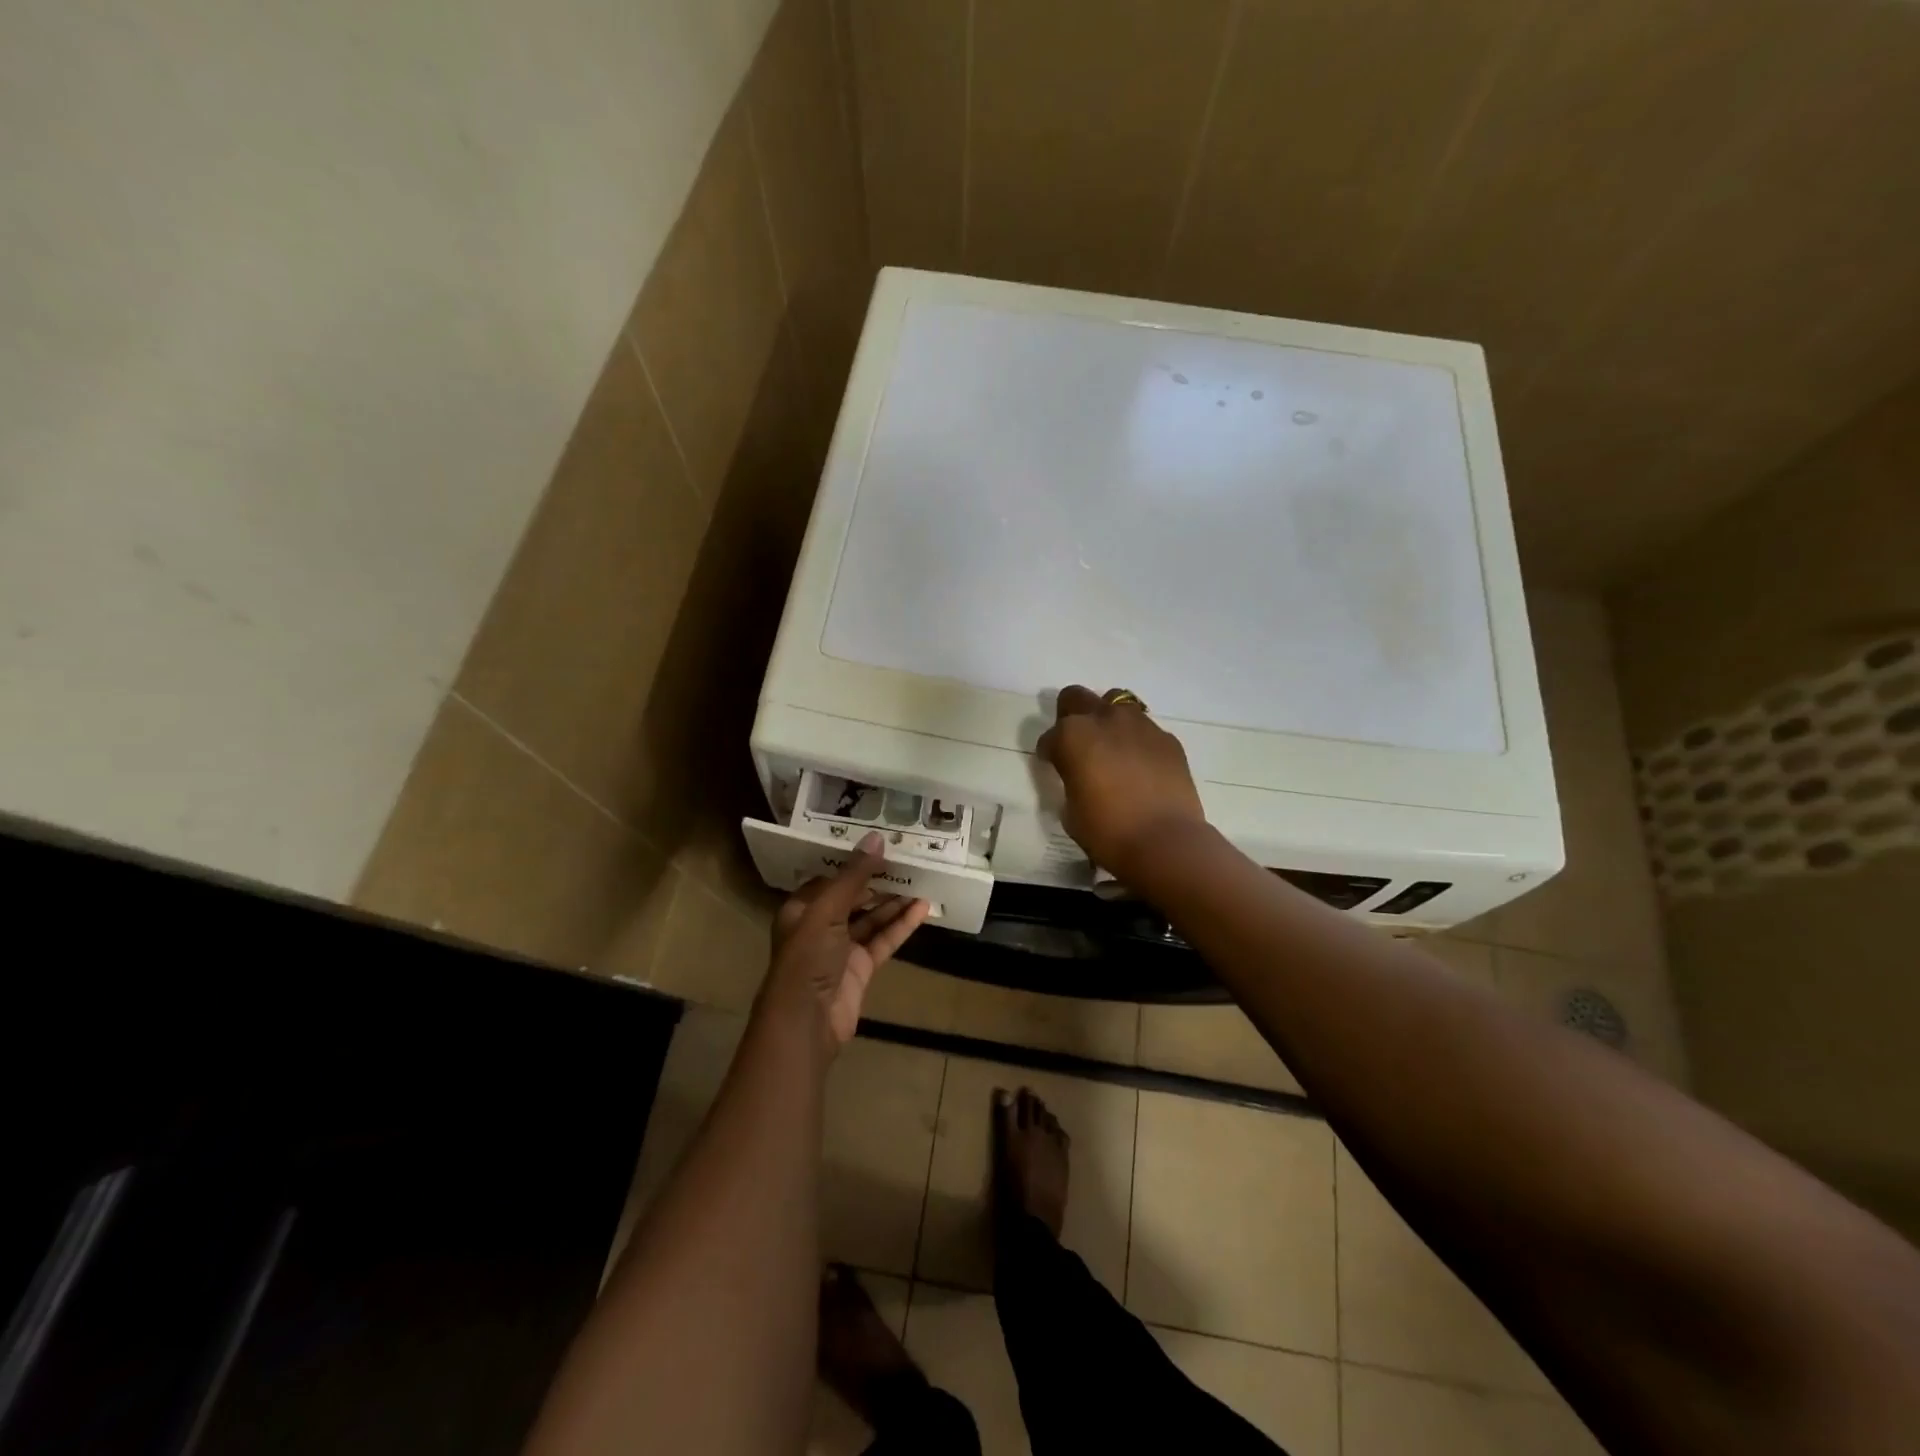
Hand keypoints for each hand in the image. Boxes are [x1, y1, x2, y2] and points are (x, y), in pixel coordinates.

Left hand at [761, 832, 930, 1047]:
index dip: (852, 862)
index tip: (880, 844)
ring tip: (922, 880)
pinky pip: (883, 940)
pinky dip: (901, 925)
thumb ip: (853, 876)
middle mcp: (820, 926)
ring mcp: (841, 948)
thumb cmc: (807, 958)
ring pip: (871, 918)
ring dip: (894, 902)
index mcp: (801, 908)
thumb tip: (877, 838)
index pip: (829, 878)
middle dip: (878, 880)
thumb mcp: (826, 911)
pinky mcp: (861, 968)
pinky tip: (923, 909)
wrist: (806, 1022)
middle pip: (853, 897)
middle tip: (908, 859)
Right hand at [1035, 685, 1207, 880]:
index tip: (1054, 767)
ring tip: (1112, 750)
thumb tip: (1081, 778)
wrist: (1165, 842)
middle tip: (1078, 744)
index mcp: (1072, 736)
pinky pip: (1145, 730)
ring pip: (1116, 705)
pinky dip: (1137, 741)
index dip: (1050, 753)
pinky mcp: (1167, 739)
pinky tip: (1140, 766)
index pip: (1050, 737)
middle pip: (1077, 698)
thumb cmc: (1107, 831)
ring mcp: (1140, 725)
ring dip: (1108, 722)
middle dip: (1072, 716)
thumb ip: (1071, 782)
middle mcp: (1104, 720)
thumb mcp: (1071, 810)